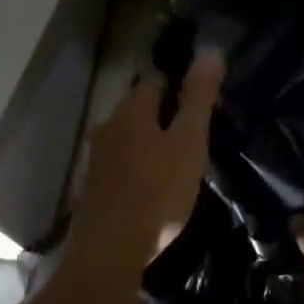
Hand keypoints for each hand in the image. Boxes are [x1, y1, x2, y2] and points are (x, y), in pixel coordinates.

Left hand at [71, 51, 224, 274]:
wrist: (110, 252)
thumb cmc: (158, 193)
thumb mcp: (189, 142)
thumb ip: (198, 97)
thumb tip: (211, 50)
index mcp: (131, 110)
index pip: (156, 80)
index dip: (180, 86)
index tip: (201, 103)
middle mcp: (108, 126)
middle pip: (139, 109)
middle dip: (164, 116)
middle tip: (195, 135)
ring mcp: (96, 159)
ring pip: (128, 138)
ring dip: (150, 143)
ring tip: (177, 163)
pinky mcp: (93, 188)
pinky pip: (120, 165)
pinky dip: (137, 168)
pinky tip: (152, 188)